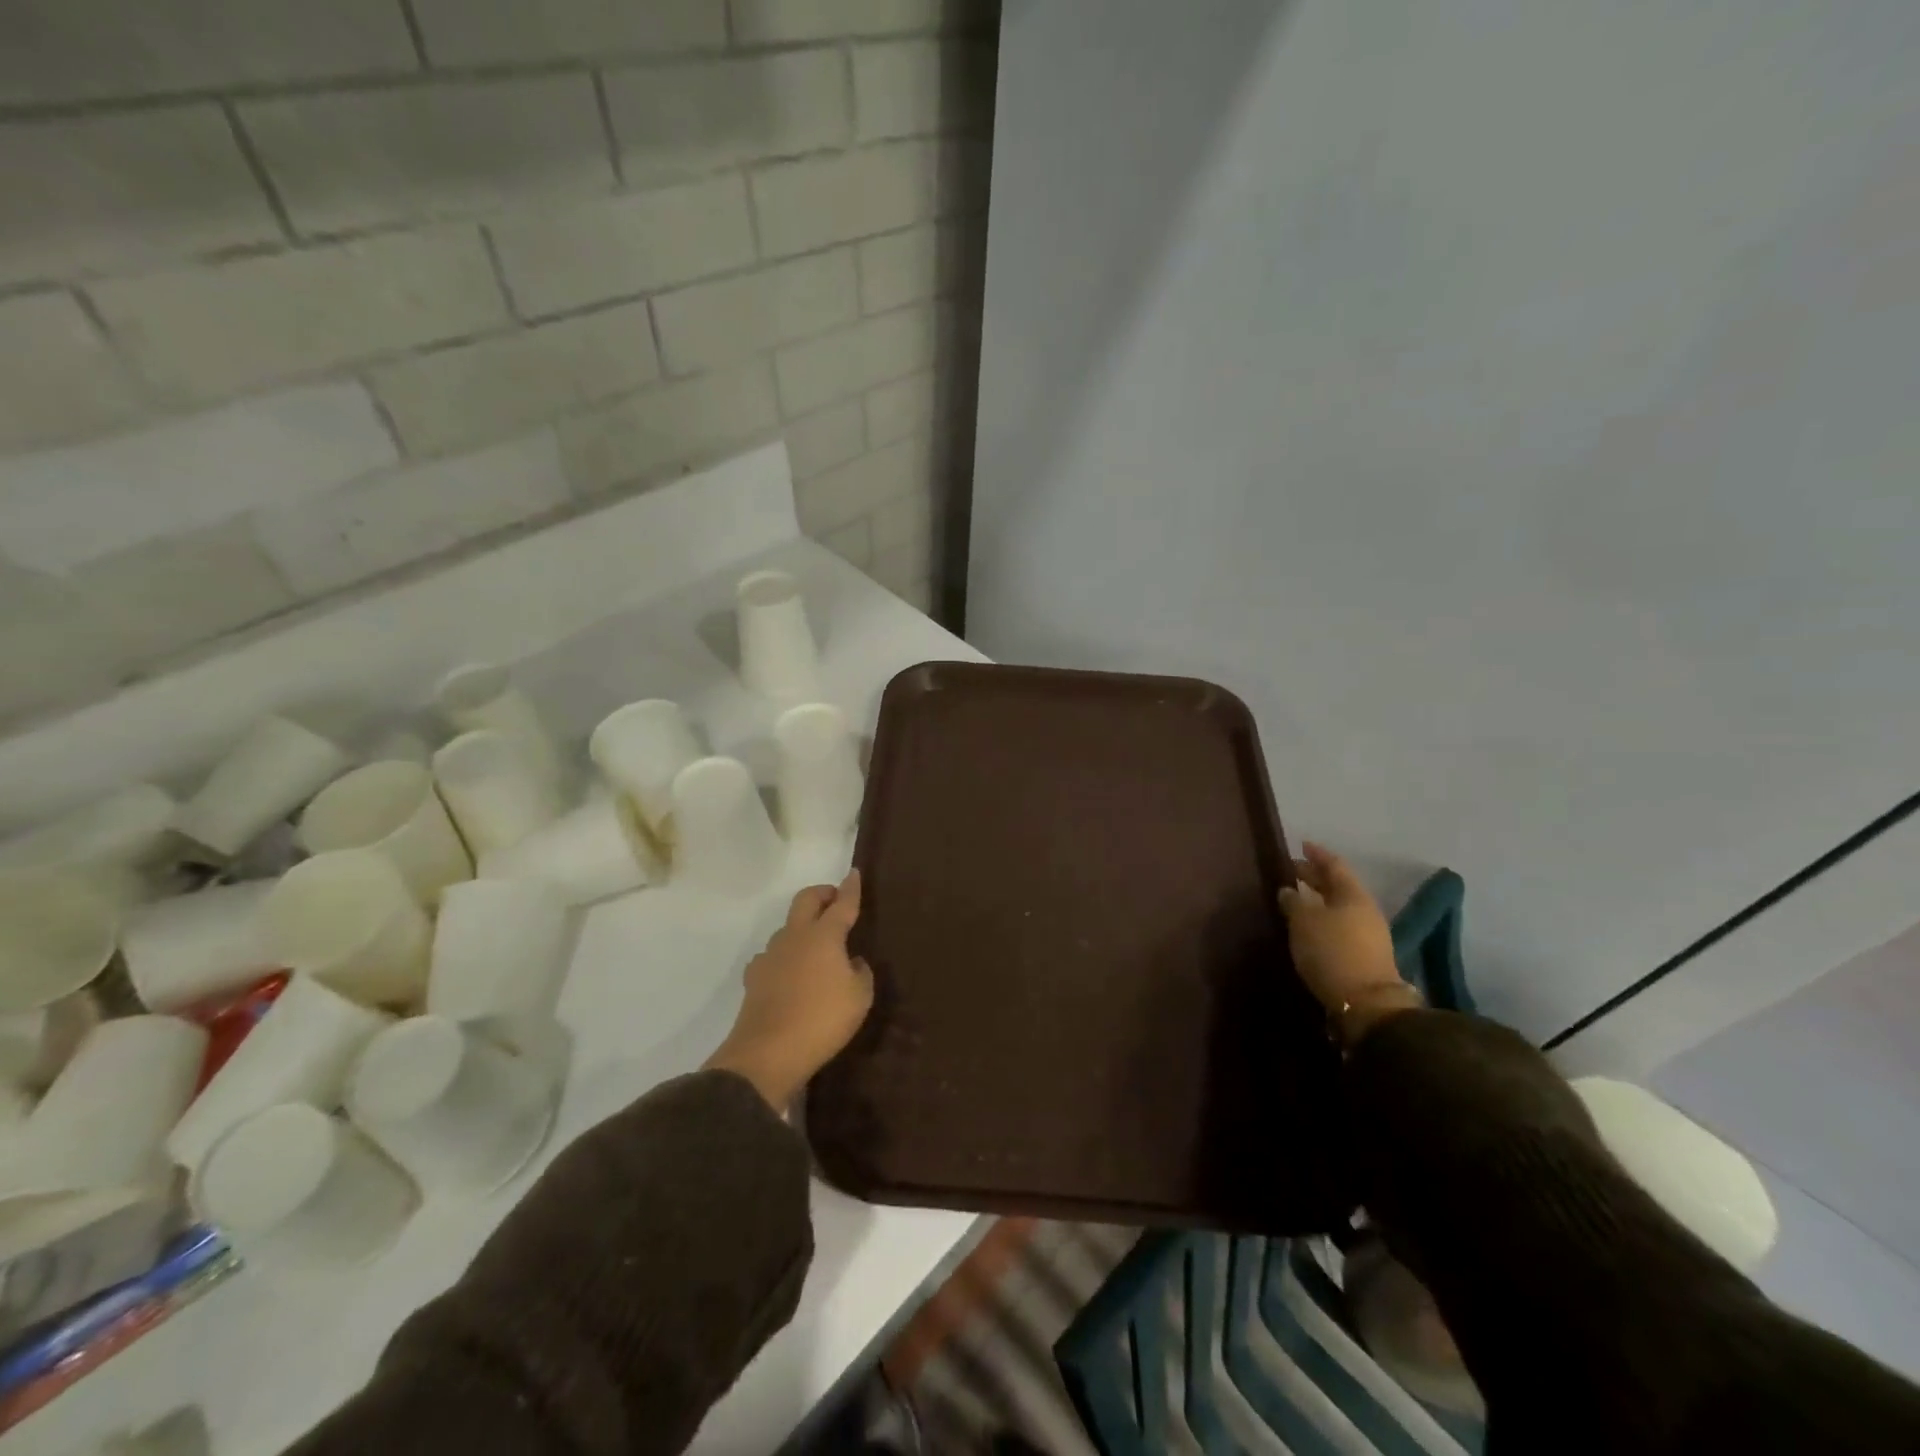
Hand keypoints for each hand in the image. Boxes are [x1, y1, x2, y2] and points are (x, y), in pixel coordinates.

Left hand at [706, 871, 874, 1109]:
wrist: (767, 1054)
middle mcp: (795, 937)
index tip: (854, 873)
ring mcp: (770, 956)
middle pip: (805, 900)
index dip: (850, 888)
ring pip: (787, 927)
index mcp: (824, 936)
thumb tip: (852, 961)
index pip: (841, 904)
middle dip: (822, 893)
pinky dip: (785, 956)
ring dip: (803, 926)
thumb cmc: (823, 1020)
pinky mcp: (754, 978)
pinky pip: (772, 956)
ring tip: (817, 945)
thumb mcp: (859, 997)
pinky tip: (790, 972)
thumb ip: (860, 972)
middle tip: (835, 901)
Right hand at [1278, 843, 1418, 1039]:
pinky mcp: (1363, 957)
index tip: (1301, 845)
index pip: (1334, 865)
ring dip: (1318, 901)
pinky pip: (1340, 927)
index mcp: (1353, 894)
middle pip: (1338, 887)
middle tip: (1291, 872)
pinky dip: (1323, 920)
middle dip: (1315, 878)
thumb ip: (1294, 901)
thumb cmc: (1332, 951)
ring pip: (1339, 908)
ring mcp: (1368, 935)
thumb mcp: (1304, 922)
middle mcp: (1364, 910)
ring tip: (1296, 900)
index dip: (1317, 854)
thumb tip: (1288, 890)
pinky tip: (1307, 927)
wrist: (1366, 1004)